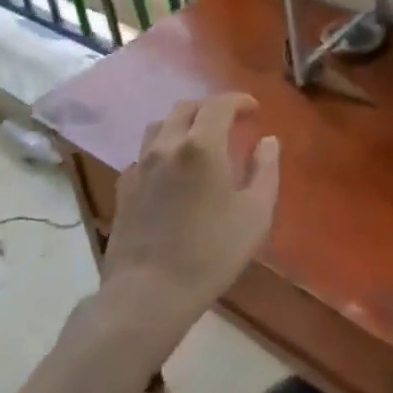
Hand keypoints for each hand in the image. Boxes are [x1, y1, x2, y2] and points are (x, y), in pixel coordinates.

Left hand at [101, 94, 281, 333]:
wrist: (148, 292)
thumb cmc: (211, 253)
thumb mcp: (255, 214)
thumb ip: (265, 170)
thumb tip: (268, 141)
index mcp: (201, 146)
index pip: (219, 104)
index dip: (238, 100)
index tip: (253, 109)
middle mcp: (167, 145)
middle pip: (186, 108)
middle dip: (210, 108)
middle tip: (229, 122)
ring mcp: (140, 166)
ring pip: (160, 126)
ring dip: (183, 124)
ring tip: (198, 141)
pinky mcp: (123, 187)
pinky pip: (144, 154)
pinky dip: (162, 150)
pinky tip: (171, 172)